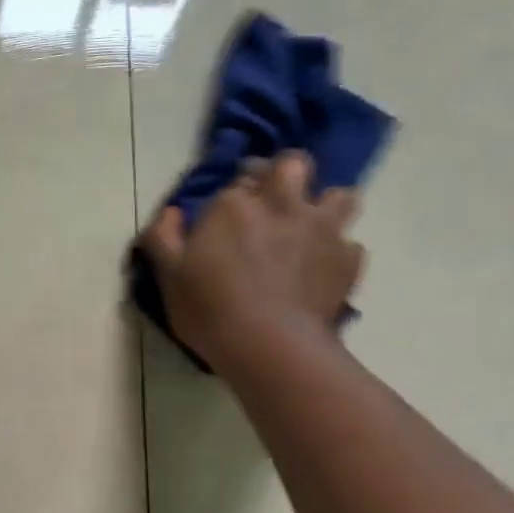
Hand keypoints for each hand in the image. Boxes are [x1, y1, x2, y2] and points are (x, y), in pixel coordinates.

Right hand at [137, 151, 365, 375]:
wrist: (269, 346)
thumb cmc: (209, 309)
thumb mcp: (169, 276)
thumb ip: (163, 238)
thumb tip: (169, 213)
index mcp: (233, 205)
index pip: (238, 179)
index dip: (234, 192)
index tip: (227, 212)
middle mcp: (281, 205)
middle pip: (293, 165)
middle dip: (284, 174)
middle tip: (272, 199)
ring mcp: (321, 229)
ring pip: (339, 195)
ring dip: (325, 205)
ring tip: (310, 228)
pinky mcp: (347, 259)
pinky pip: (350, 244)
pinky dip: (338, 253)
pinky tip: (322, 271)